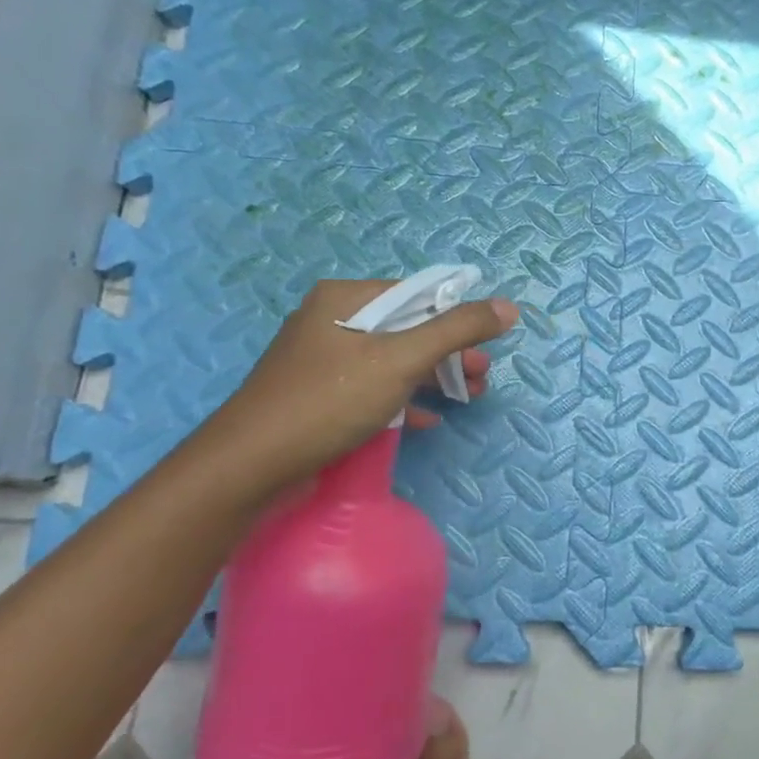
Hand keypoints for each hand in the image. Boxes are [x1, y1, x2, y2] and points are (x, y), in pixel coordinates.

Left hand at [192, 279, 518, 500]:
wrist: (250, 466)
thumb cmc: (329, 400)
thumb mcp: (401, 360)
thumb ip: (456, 331)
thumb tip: (508, 307)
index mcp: (345, 299)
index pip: (418, 292)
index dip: (458, 314)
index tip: (488, 344)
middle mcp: (332, 320)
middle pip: (408, 327)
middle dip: (451, 352)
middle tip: (483, 376)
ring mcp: (324, 360)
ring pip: (393, 359)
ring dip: (433, 377)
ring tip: (469, 397)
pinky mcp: (321, 395)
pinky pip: (373, 387)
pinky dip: (404, 399)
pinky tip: (428, 420)